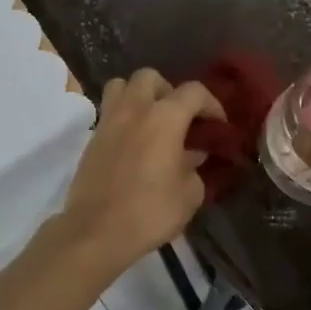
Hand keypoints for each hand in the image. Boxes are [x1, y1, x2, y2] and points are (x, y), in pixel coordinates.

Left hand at [55, 68, 223, 276]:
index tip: (218, 125)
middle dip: (169, 91)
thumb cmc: (150, 212)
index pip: (193, 92)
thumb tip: (192, 154)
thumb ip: (194, 167)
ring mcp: (108, 121)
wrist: (96, 232)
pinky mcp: (92, 139)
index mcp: (164, 117)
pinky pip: (110, 112)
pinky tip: (135, 144)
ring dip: (139, 96)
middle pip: (150, 77)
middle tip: (180, 118)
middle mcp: (134, 109)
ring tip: (152, 122)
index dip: (211, 104)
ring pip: (122, 86)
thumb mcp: (189, 194)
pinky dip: (124, 117)